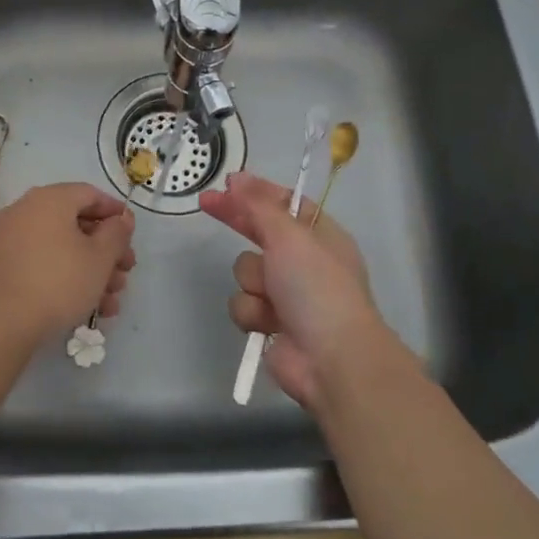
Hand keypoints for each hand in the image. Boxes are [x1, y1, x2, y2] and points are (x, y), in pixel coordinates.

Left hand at [0, 183, 136, 342]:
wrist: (3, 322)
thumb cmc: (59, 282)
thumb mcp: (100, 258)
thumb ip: (117, 233)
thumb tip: (122, 218)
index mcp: (50, 199)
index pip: (89, 194)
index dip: (115, 212)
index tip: (132, 234)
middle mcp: (25, 211)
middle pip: (76, 224)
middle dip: (106, 251)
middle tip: (125, 273)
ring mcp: (9, 239)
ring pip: (60, 247)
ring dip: (90, 270)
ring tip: (110, 301)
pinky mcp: (2, 266)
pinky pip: (41, 262)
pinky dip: (65, 277)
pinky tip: (88, 307)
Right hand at [199, 173, 395, 413]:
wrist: (332, 359)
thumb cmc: (317, 288)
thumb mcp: (289, 236)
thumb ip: (258, 206)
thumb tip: (238, 179)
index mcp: (320, 235)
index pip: (285, 204)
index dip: (256, 192)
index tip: (228, 182)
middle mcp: (304, 261)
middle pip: (260, 232)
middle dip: (237, 221)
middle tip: (206, 203)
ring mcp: (287, 294)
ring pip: (246, 270)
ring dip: (252, 281)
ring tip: (270, 296)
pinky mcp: (270, 322)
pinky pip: (244, 303)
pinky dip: (252, 312)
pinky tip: (266, 323)